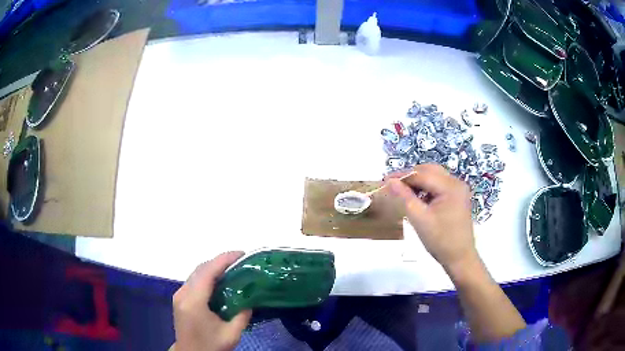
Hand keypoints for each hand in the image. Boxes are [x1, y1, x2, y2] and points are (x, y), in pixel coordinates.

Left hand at [172, 252, 251, 350]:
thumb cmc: (210, 346)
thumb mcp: (231, 334)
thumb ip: (242, 315)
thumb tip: (250, 299)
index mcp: (194, 301)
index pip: (207, 272)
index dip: (224, 259)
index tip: (241, 254)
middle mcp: (183, 293)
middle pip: (201, 269)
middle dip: (220, 261)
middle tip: (240, 262)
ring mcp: (179, 295)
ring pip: (196, 273)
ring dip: (213, 268)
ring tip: (233, 269)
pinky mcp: (180, 298)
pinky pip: (194, 281)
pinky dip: (207, 276)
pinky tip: (220, 281)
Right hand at [386, 164, 477, 271]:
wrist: (460, 257)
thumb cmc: (440, 240)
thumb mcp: (419, 218)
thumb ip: (404, 197)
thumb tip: (390, 181)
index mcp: (450, 186)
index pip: (422, 174)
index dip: (402, 176)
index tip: (385, 180)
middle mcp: (457, 182)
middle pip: (430, 170)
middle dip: (411, 176)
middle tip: (393, 185)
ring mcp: (459, 189)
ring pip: (435, 176)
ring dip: (419, 181)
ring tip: (404, 192)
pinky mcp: (458, 197)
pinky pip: (440, 185)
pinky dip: (428, 188)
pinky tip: (419, 198)